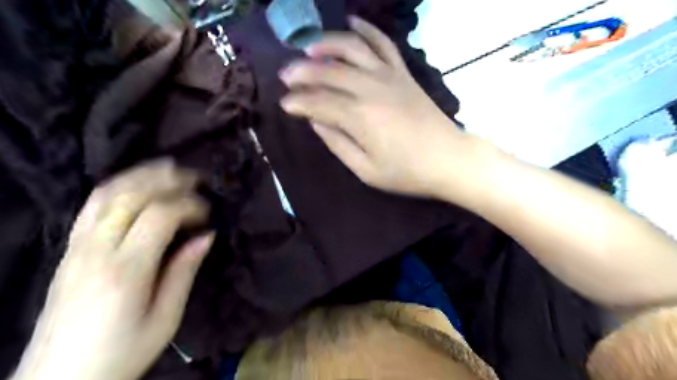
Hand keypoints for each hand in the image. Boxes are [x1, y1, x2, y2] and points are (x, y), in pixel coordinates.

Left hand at [13, 160, 213, 379]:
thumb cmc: (122, 352)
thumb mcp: (165, 317)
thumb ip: (184, 271)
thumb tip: (206, 236)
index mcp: (126, 270)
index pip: (159, 215)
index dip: (188, 205)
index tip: (207, 211)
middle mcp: (97, 250)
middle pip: (131, 196)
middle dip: (167, 180)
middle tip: (195, 177)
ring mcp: (77, 247)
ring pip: (107, 195)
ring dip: (140, 175)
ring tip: (168, 167)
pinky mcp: (69, 250)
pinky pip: (90, 206)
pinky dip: (116, 187)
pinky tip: (134, 183)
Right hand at [277, 16, 471, 198]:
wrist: (448, 159)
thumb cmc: (406, 172)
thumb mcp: (366, 170)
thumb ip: (338, 144)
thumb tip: (317, 121)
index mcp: (359, 118)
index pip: (318, 102)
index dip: (298, 102)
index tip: (284, 104)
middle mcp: (371, 89)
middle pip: (329, 71)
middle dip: (301, 72)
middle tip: (285, 76)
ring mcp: (389, 76)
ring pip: (351, 48)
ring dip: (326, 44)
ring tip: (307, 48)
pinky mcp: (403, 73)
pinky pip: (383, 43)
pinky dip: (366, 30)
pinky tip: (351, 22)